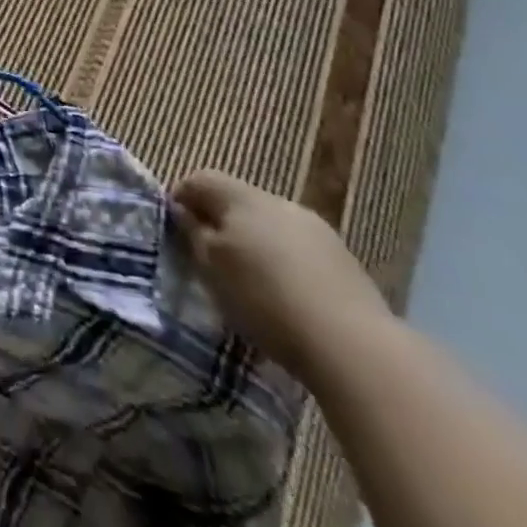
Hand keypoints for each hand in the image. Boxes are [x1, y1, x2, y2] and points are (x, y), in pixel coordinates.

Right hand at [172, 169, 393, 379]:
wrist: (353, 346)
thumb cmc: (264, 298)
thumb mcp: (210, 268)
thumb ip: (192, 234)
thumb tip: (182, 212)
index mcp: (242, 196)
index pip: (199, 179)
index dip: (180, 199)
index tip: (172, 230)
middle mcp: (279, 202)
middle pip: (237, 201)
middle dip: (219, 223)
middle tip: (206, 259)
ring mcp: (317, 230)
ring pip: (269, 226)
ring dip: (253, 244)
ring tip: (247, 282)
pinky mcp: (344, 261)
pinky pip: (298, 251)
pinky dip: (283, 265)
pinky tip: (284, 298)